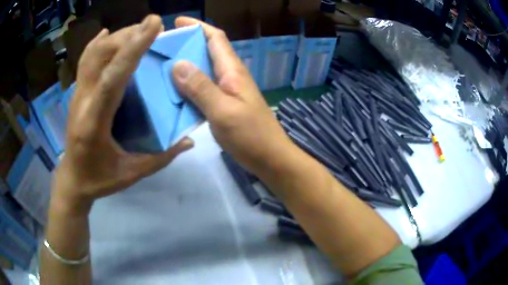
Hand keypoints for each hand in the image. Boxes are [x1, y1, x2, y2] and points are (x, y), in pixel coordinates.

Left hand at [54, 15, 192, 214]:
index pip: (112, 77)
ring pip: (93, 53)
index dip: (133, 48)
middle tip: (155, 27)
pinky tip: (108, 33)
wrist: (72, 179)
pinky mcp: (76, 92)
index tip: (154, 25)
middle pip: (101, 56)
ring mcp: (76, 94)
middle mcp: (82, 101)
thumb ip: (160, 158)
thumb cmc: (98, 179)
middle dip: (128, 35)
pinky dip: (96, 43)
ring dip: (117, 36)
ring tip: (139, 30)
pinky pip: (85, 60)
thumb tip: (188, 140)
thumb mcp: (130, 174)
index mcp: (94, 122)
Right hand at [172, 17, 293, 173]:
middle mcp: (230, 76)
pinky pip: (203, 88)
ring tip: (163, 66)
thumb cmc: (250, 135)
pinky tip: (174, 91)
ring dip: (185, 65)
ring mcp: (227, 91)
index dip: (198, 26)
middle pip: (208, 51)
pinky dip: (188, 85)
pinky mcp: (224, 104)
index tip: (178, 22)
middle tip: (163, 46)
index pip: (216, 38)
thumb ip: (201, 87)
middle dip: (187, 44)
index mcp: (232, 71)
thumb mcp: (223, 111)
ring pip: (203, 70)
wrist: (269, 158)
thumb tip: (178, 64)